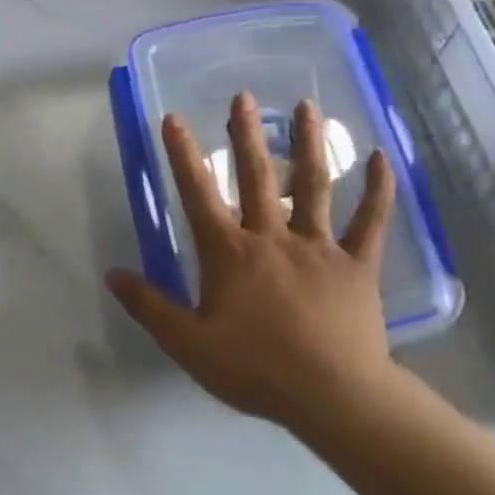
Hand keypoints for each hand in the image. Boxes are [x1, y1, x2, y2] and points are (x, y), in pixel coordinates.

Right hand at [107, 93, 400, 443]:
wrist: (333, 397)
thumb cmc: (255, 368)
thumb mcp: (188, 344)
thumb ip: (150, 307)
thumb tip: (113, 275)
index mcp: (230, 253)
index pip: (200, 194)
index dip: (184, 155)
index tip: (174, 119)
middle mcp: (273, 237)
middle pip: (258, 176)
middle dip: (246, 134)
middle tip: (244, 96)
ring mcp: (319, 247)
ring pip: (314, 186)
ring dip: (310, 144)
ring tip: (308, 107)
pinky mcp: (357, 265)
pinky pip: (370, 223)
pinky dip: (378, 190)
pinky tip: (381, 158)